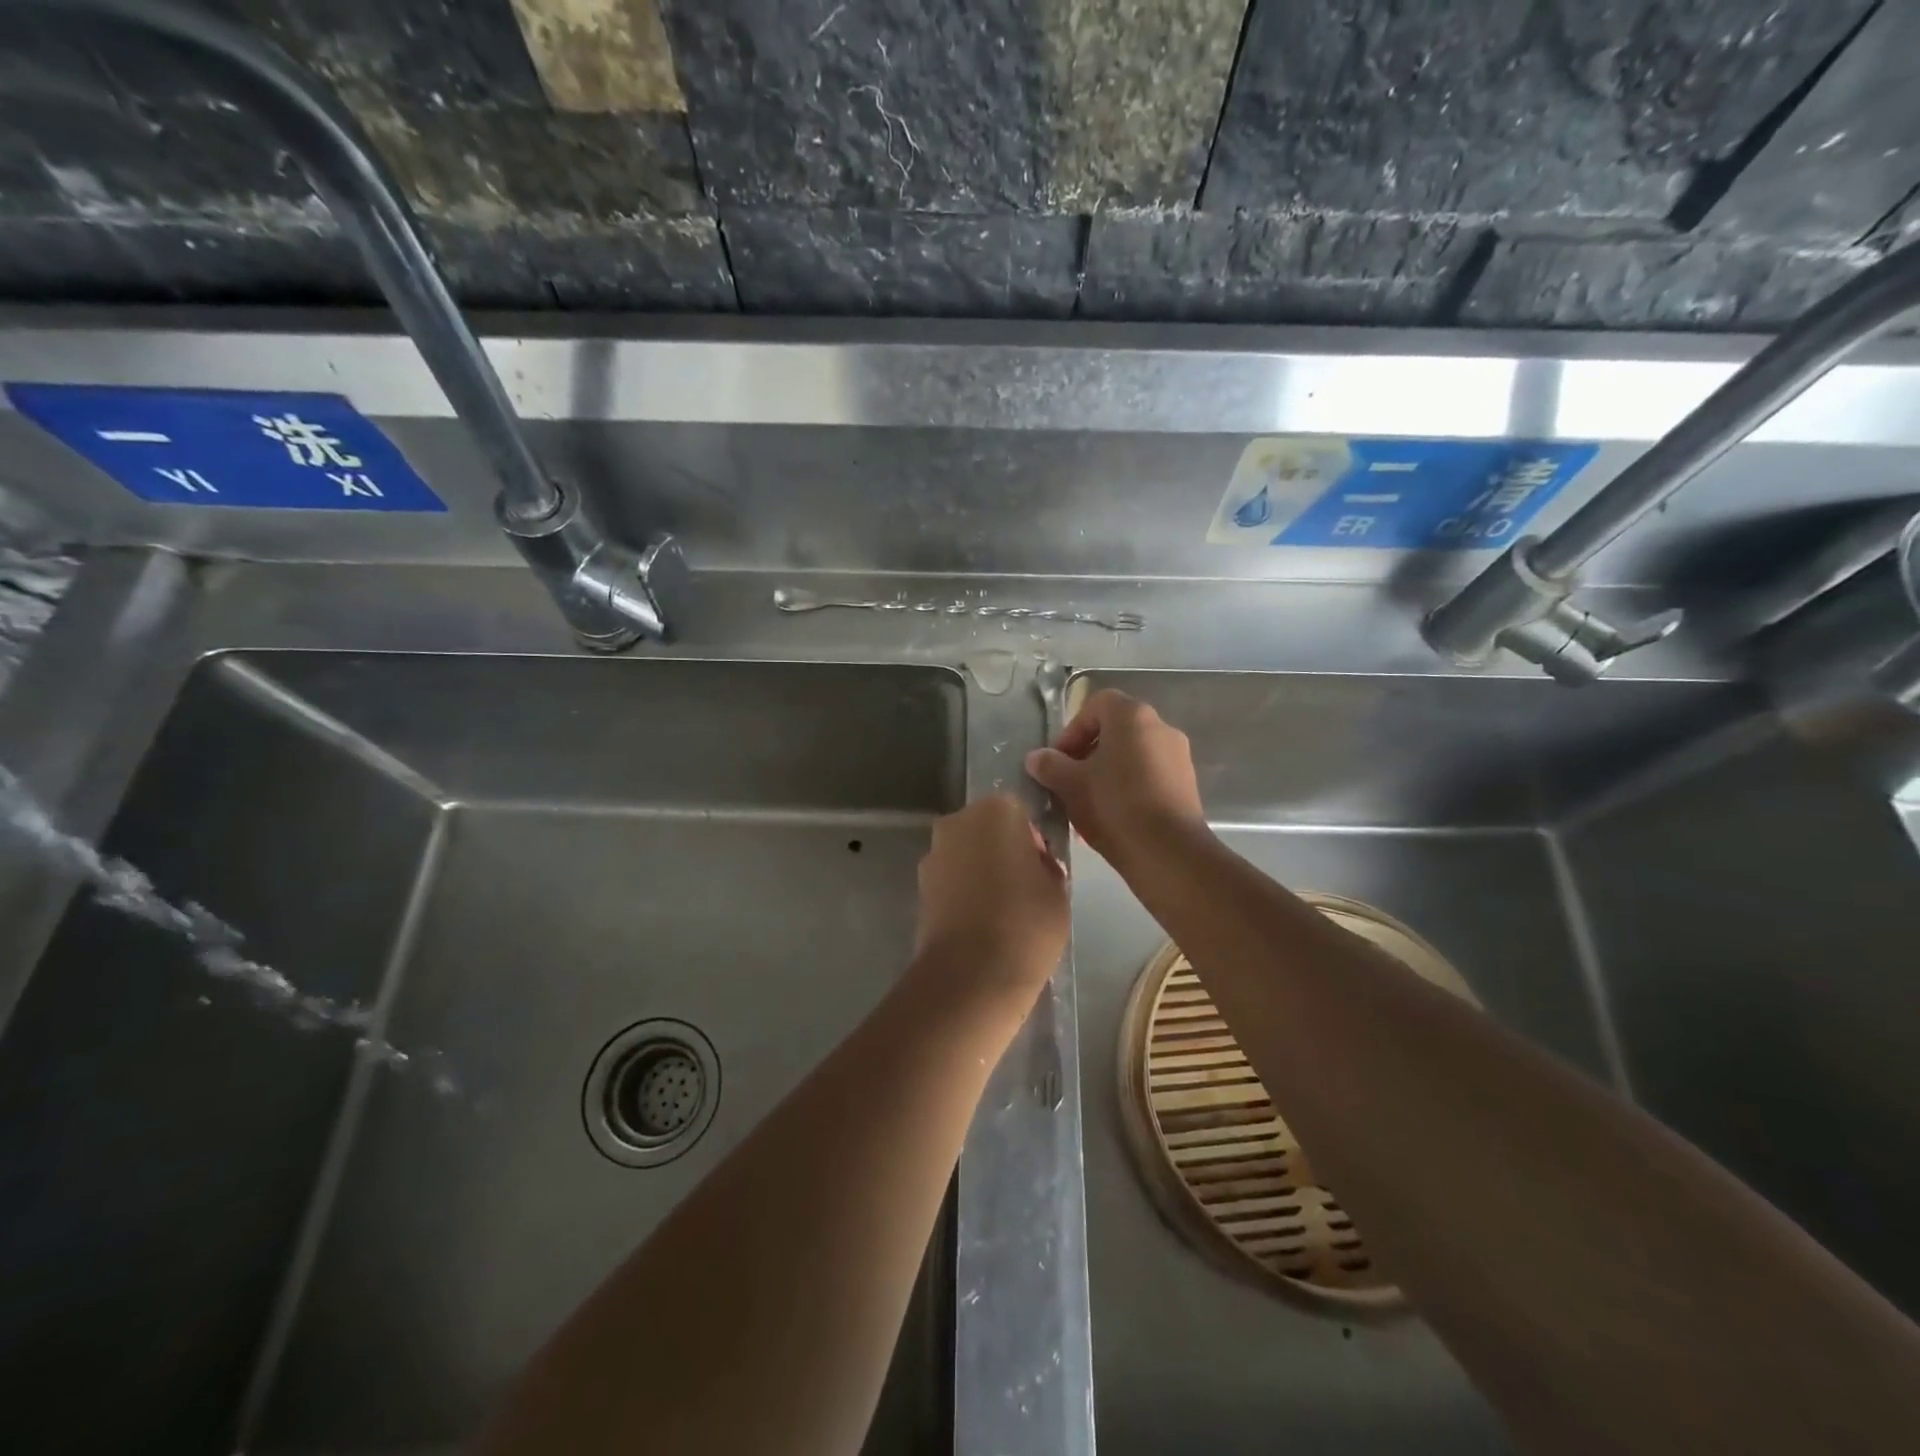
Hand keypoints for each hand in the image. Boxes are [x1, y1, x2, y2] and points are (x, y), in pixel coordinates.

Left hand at [912, 794, 1067, 1007]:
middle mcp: (958, 822)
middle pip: (988, 830)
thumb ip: (1046, 866)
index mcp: (997, 811)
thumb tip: (1033, 866)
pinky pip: (951, 880)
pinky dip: (964, 893)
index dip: (1033, 841)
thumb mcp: (1058, 890)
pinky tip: (981, 923)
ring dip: (981, 872)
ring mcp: (933, 854)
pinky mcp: (919, 886)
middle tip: (1024, 889)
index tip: (1042, 870)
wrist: (971, 976)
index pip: (1021, 814)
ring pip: (967, 855)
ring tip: (1002, 912)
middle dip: (1003, 851)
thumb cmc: (1026, 923)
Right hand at [1025, 689, 1205, 866]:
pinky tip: (1113, 818)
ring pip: (1132, 756)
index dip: (1072, 730)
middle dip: (1087, 754)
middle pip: (1115, 731)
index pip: (1096, 705)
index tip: (1058, 760)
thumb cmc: (1114, 805)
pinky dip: (1128, 789)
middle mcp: (1161, 727)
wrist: (1167, 851)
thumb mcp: (1070, 785)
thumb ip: (1049, 765)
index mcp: (1132, 716)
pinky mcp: (1187, 785)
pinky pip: (1149, 776)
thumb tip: (1036, 758)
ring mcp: (1178, 757)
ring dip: (1107, 773)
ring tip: (1088, 804)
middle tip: (1069, 782)